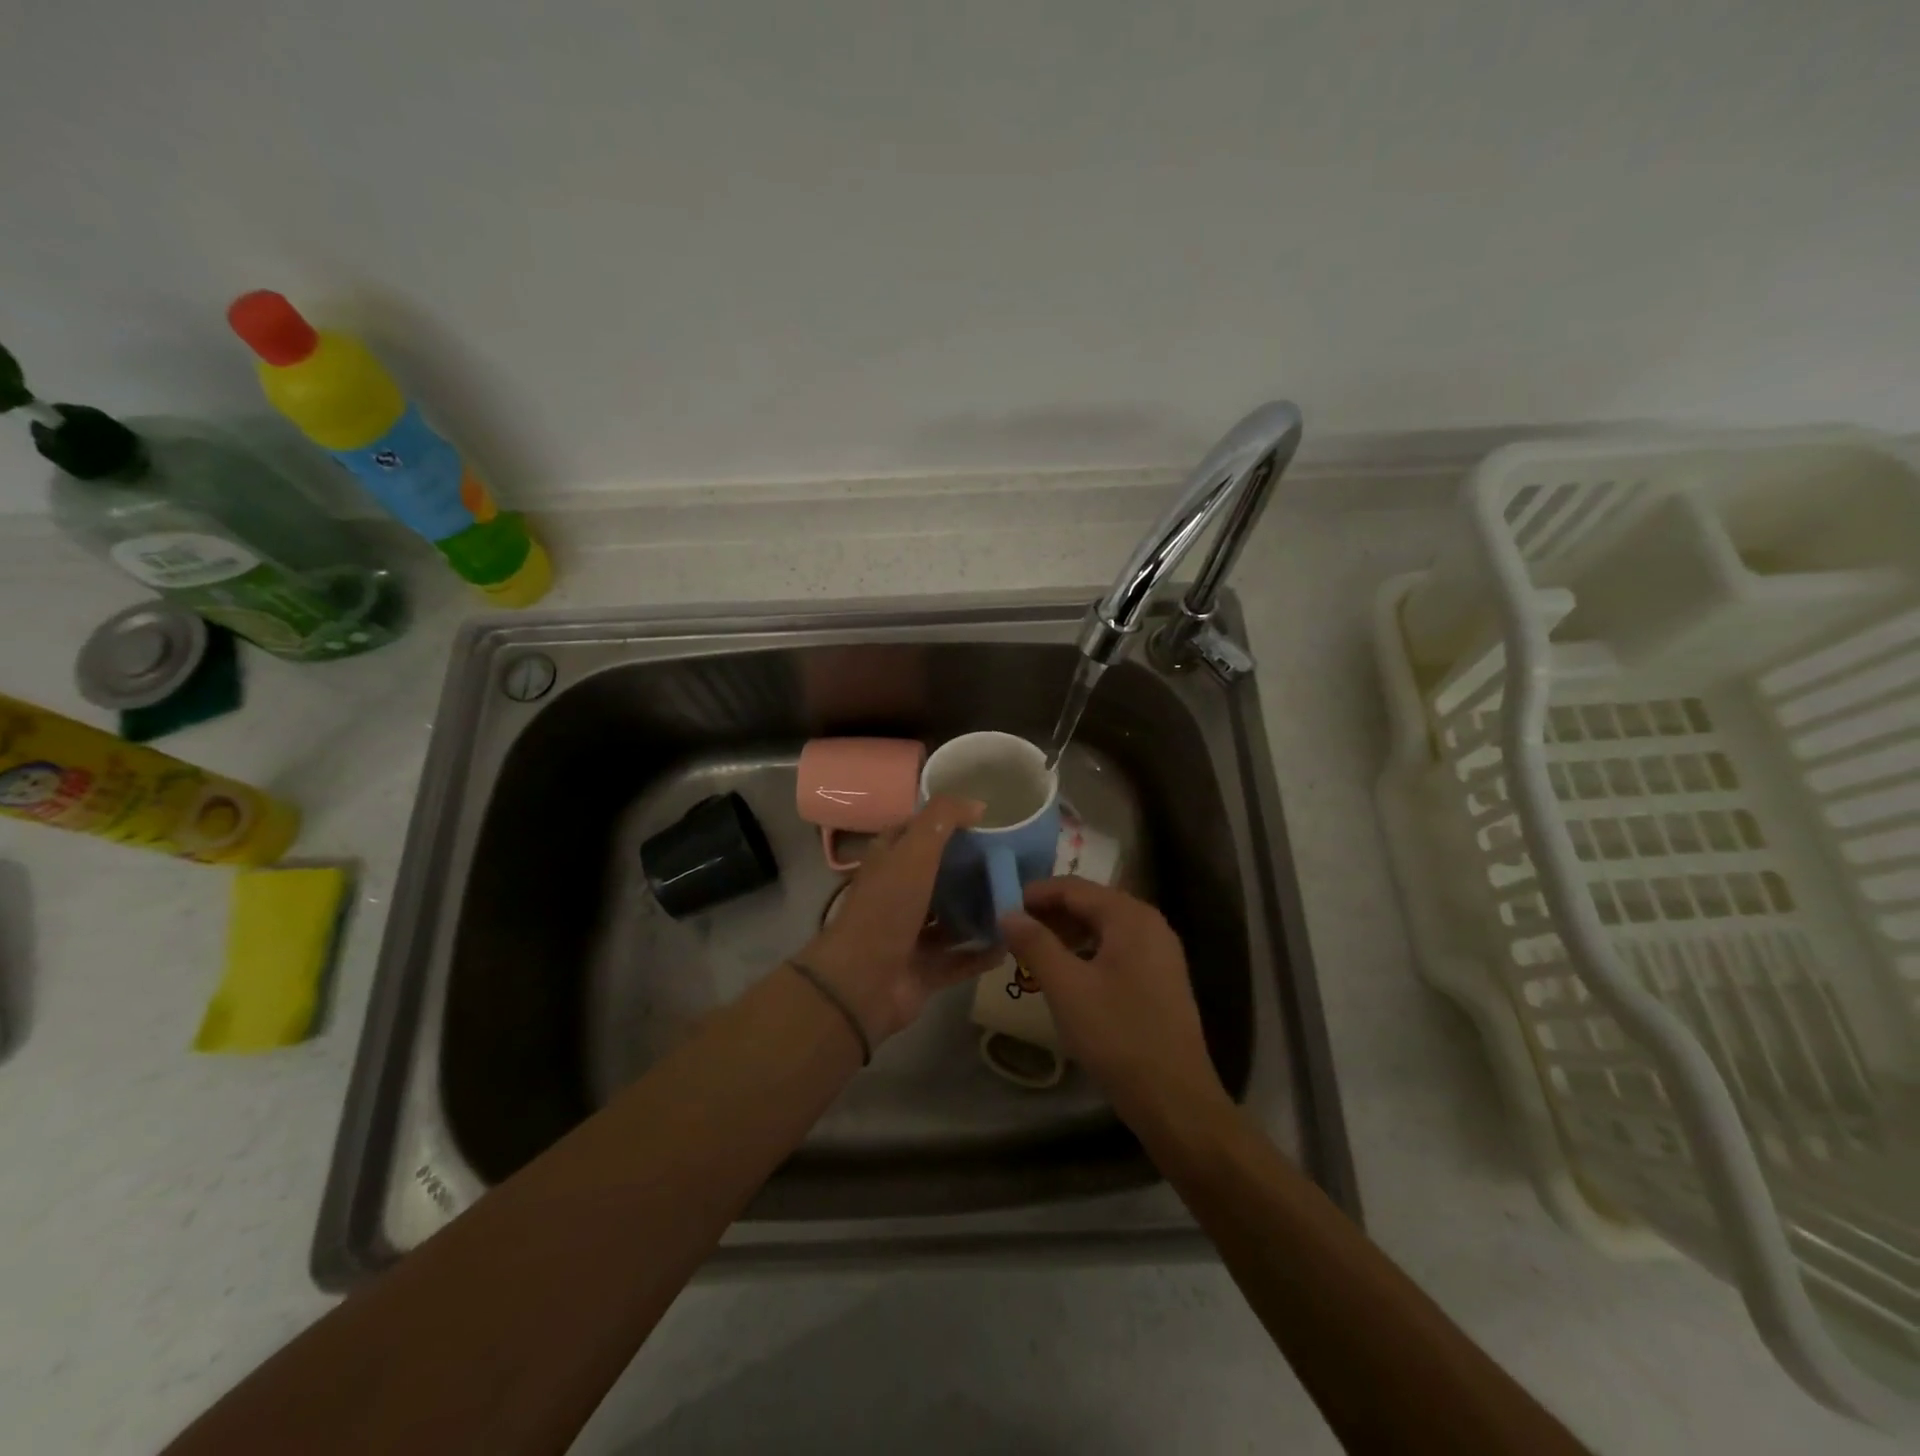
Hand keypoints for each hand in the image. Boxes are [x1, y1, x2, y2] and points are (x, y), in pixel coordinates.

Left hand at [795, 795, 1002, 1043]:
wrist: (861, 983)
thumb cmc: (886, 908)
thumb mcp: (913, 851)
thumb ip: (942, 820)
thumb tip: (977, 805)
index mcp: (889, 862)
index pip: (916, 833)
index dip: (945, 822)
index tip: (986, 819)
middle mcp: (898, 895)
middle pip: (938, 876)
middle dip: (971, 869)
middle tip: (1013, 861)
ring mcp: (911, 936)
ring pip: (950, 918)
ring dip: (979, 911)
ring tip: (1019, 900)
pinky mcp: (925, 971)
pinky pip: (960, 959)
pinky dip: (983, 953)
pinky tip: (1012, 943)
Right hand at [1001, 878, 1229, 1126]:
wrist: (1174, 1099)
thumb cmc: (1117, 1035)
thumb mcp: (1067, 987)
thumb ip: (1035, 944)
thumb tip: (1008, 913)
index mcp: (1130, 917)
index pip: (1074, 888)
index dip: (1035, 894)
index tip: (1002, 908)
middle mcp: (1150, 924)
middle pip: (1091, 903)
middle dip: (1050, 914)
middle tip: (1013, 932)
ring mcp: (1159, 952)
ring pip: (1103, 928)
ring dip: (1067, 933)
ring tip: (1033, 953)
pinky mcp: (1160, 978)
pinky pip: (1117, 949)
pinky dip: (1087, 952)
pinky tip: (1066, 975)